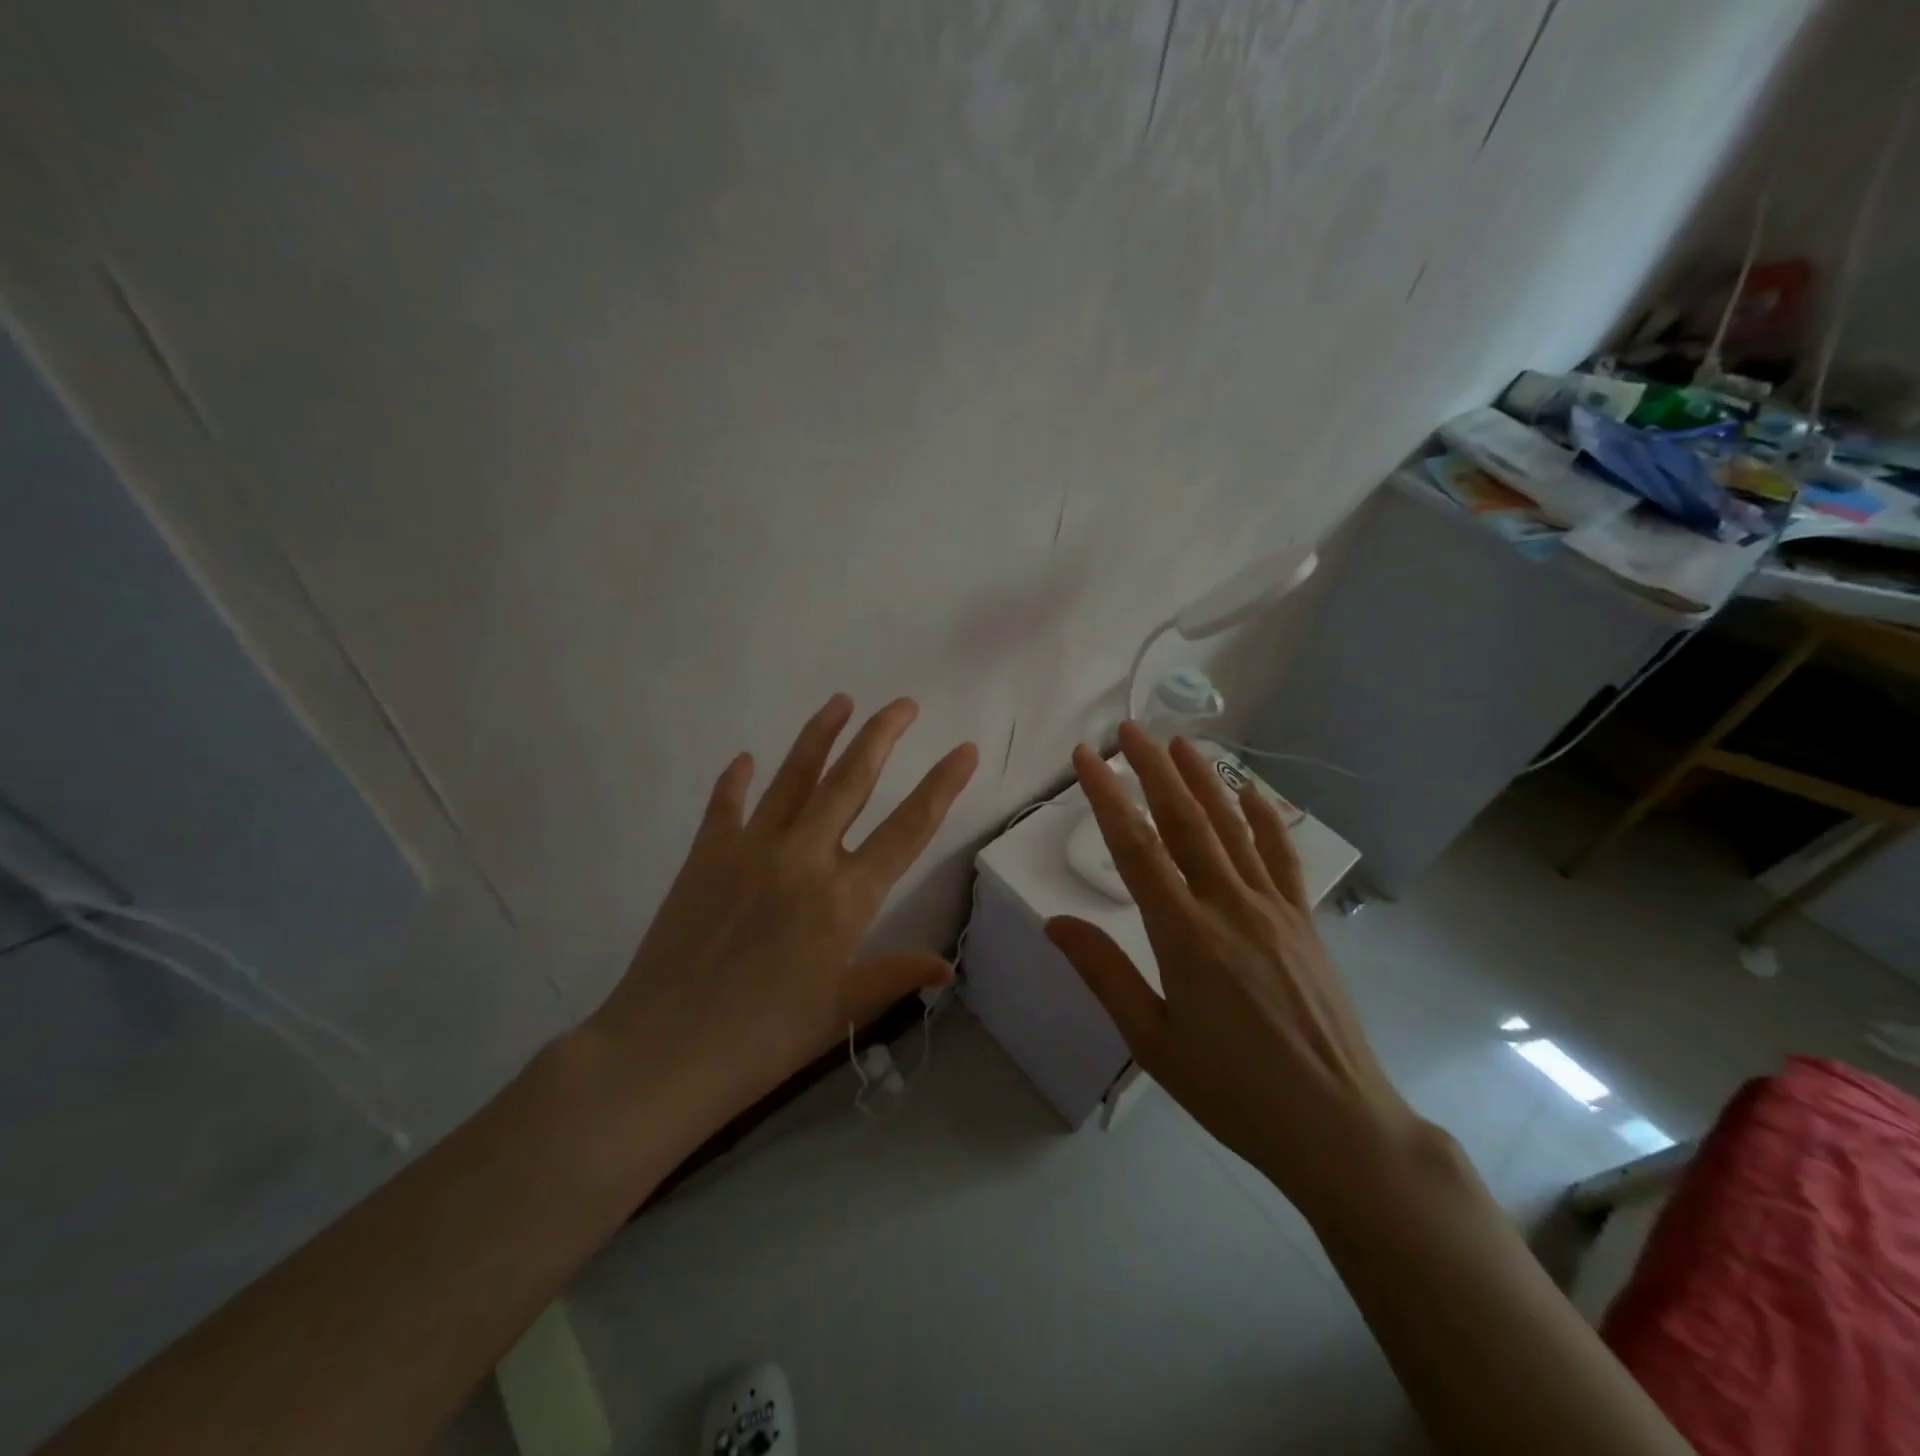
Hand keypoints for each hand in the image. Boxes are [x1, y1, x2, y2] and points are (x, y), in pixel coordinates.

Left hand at [589, 695, 978, 1130]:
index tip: (964, 749)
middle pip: (852, 781)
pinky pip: (725, 806)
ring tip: (841, 701)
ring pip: (793, 777)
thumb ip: (894, 975)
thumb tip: (947, 966)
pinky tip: (743, 759)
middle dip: (882, 735)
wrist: (665, 1051)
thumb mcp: (840, 1010)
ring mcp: (751, 850)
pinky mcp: (706, 856)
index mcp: (846, 898)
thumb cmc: (765, 1040)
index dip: (942, 785)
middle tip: (904, 704)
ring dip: (820, 735)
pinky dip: (735, 781)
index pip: (909, 828)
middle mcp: (805, 858)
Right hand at [1045, 723, 1415, 1211]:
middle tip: (1129, 729)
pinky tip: (1249, 791)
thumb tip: (1054, 921)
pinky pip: (1281, 857)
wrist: (1338, 1126)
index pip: (1136, 848)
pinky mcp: (1303, 921)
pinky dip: (1264, 818)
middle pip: (1185, 821)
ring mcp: (1273, 910)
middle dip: (1153, 770)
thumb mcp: (1152, 1041)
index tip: (1085, 758)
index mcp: (1184, 936)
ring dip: (1203, 780)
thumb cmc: (1232, 1091)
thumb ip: (1103, 973)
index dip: (1106, 797)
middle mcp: (1229, 907)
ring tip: (1179, 742)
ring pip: (1232, 828)